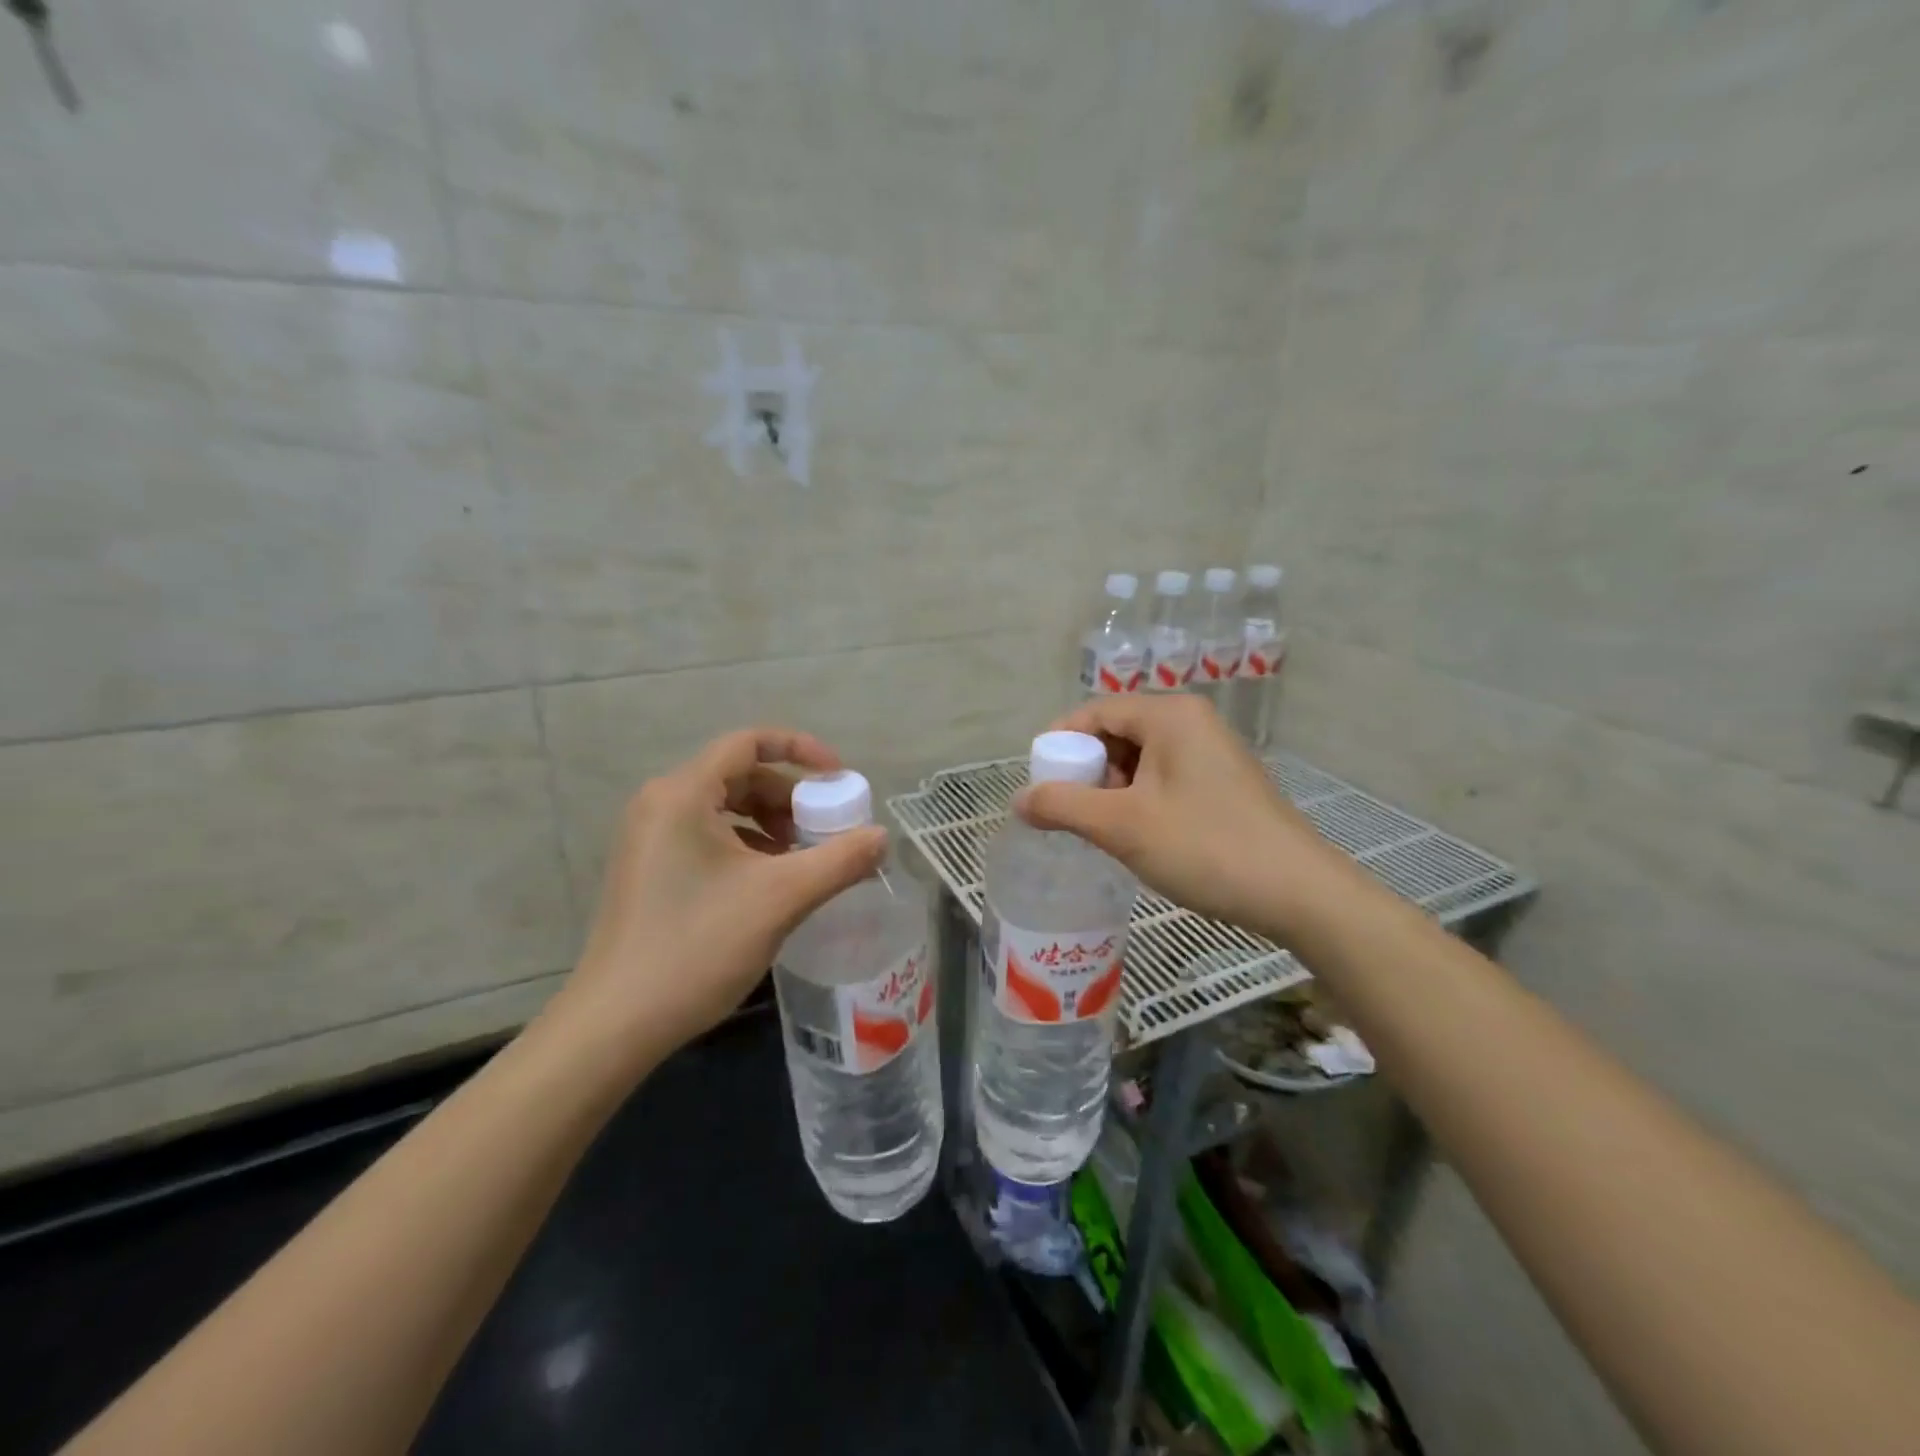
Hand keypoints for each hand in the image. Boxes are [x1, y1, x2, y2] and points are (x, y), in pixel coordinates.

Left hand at [551, 728, 887, 1061]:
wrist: (617, 1023)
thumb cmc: (697, 946)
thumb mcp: (780, 898)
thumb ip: (839, 860)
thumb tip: (881, 837)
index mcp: (683, 794)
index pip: (749, 742)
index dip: (801, 750)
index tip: (839, 780)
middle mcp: (660, 803)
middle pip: (739, 775)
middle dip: (790, 796)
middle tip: (826, 828)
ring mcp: (650, 838)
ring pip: (724, 808)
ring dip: (771, 823)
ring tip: (804, 858)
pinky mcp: (649, 869)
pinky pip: (708, 836)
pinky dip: (747, 845)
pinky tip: (771, 882)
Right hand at [1013, 695, 1354, 942]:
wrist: (1299, 893)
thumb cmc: (1205, 847)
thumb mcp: (1123, 826)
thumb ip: (1063, 806)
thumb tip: (1019, 799)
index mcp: (1170, 715)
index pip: (1095, 711)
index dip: (1060, 743)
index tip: (1039, 782)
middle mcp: (1193, 722)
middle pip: (1118, 732)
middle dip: (1087, 770)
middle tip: (1069, 811)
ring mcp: (1213, 752)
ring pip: (1142, 758)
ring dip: (1112, 789)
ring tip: (1102, 828)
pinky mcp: (1224, 783)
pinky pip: (1165, 777)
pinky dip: (1140, 799)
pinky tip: (1137, 835)